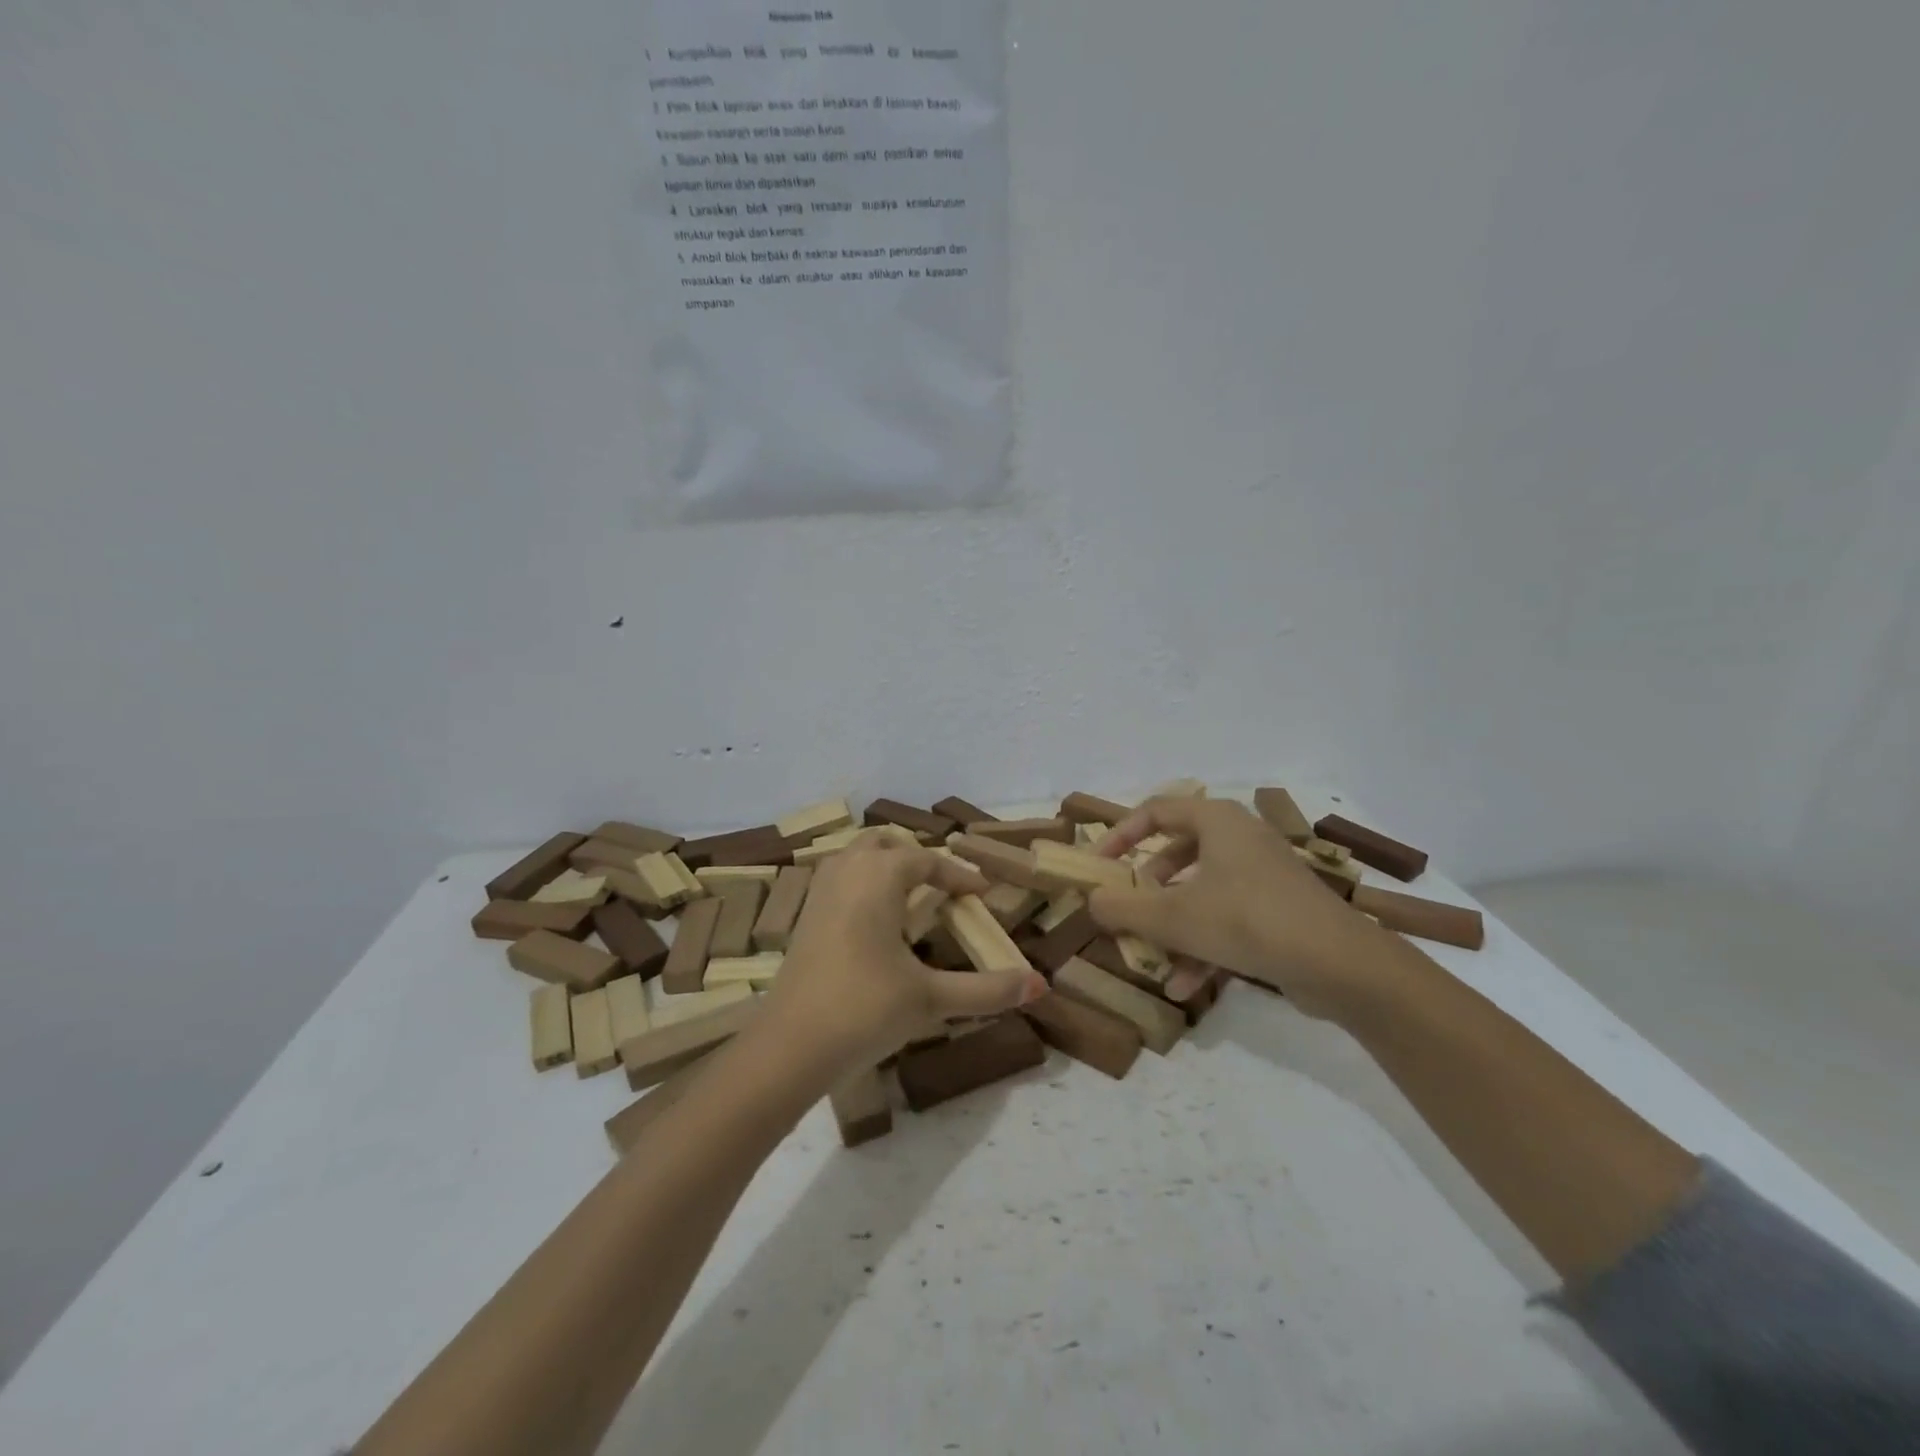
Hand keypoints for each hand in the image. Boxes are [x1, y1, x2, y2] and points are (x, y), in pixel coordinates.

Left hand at [759, 833, 1047, 1072]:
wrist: (789, 1045)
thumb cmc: (864, 1009)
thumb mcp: (931, 999)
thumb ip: (986, 990)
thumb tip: (1038, 986)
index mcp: (880, 877)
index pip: (927, 860)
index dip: (958, 874)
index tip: (982, 892)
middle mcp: (847, 872)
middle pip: (884, 843)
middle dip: (915, 857)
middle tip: (942, 887)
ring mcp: (820, 893)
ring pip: (854, 856)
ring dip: (884, 865)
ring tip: (910, 898)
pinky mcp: (804, 917)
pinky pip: (838, 879)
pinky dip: (861, 883)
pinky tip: (874, 923)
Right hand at [1089, 797, 1388, 1020]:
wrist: (1341, 965)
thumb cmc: (1247, 920)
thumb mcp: (1172, 917)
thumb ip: (1124, 907)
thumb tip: (1091, 900)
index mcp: (1216, 821)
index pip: (1156, 810)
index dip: (1121, 835)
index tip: (1099, 865)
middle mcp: (1240, 839)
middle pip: (1177, 853)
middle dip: (1147, 889)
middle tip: (1126, 909)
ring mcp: (1262, 876)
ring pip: (1201, 893)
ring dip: (1172, 927)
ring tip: (1150, 960)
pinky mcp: (1278, 910)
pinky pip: (1228, 919)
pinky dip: (1203, 946)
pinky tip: (1184, 988)